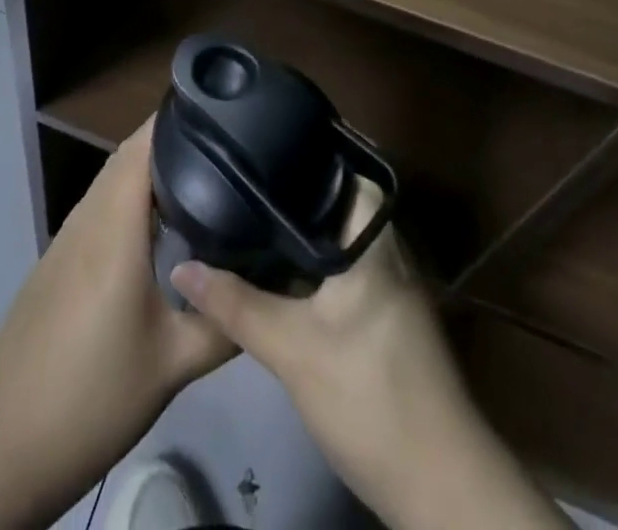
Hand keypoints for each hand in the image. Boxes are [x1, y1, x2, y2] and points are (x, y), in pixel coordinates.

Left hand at [0, 119, 234, 529]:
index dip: (179, 119)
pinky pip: (100, 207)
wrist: (4, 444)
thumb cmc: (92, 395)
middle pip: (128, 156)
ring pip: (112, 181)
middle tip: (225, 148)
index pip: (143, 144)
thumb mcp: (172, 365)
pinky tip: (160, 228)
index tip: (222, 113)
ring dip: (150, 170)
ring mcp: (68, 237)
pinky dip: (131, 198)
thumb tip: (270, 291)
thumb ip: (224, 323)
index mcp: (115, 225)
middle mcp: (88, 217)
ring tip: (203, 178)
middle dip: (173, 141)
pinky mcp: (58, 260)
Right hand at [171, 185, 569, 529]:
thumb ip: (235, 305)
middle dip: (297, 187)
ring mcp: (392, 289)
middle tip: (246, 172)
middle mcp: (387, 253)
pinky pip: (347, 268)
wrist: (437, 482)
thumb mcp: (291, 349)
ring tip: (253, 208)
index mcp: (372, 241)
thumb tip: (180, 266)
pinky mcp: (388, 320)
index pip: (348, 170)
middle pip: (341, 201)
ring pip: (343, 238)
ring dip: (306, 226)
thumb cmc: (368, 394)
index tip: (267, 135)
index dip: (310, 148)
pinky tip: (281, 267)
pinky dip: (315, 259)